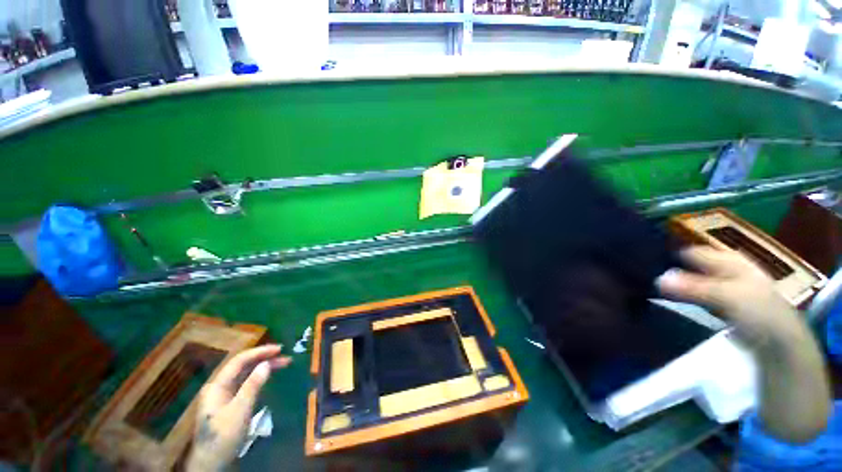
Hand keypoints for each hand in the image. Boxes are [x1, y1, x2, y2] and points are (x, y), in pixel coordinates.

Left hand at [186, 345, 290, 470]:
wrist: (211, 463)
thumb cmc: (224, 436)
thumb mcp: (240, 411)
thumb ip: (252, 386)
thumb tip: (266, 363)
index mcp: (217, 385)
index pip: (240, 361)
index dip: (260, 352)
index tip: (280, 348)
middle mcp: (219, 386)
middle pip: (243, 366)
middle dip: (264, 358)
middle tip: (285, 355)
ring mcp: (223, 395)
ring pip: (246, 375)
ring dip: (264, 368)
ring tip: (283, 363)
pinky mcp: (230, 404)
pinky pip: (246, 384)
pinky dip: (259, 378)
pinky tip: (269, 377)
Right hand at [656, 246, 798, 343]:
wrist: (779, 341)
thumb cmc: (757, 310)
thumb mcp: (725, 296)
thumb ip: (692, 287)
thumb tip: (656, 278)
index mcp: (727, 259)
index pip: (691, 251)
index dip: (671, 256)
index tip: (646, 266)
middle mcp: (723, 268)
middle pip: (690, 265)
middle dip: (671, 271)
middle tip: (645, 279)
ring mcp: (723, 286)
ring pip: (691, 280)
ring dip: (676, 285)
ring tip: (652, 290)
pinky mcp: (720, 302)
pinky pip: (695, 294)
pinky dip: (684, 297)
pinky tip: (671, 301)